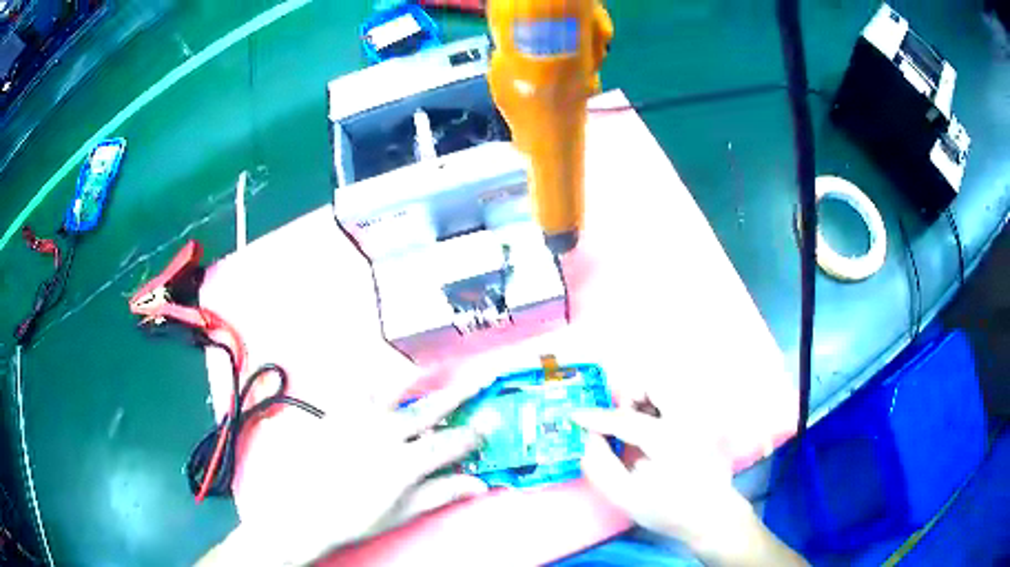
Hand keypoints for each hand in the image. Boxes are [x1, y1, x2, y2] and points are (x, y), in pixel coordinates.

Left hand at [197, 375, 490, 565]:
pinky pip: (354, 388)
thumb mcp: (403, 511)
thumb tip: (477, 485)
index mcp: (404, 462)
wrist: (304, 511)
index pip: (450, 443)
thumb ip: (441, 493)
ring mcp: (358, 420)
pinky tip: (377, 374)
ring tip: (433, 368)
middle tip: (480, 378)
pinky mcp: (336, 414)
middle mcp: (384, 434)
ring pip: (394, 390)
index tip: (488, 425)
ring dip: (418, 379)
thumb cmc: (354, 517)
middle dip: (460, 393)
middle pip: (430, 409)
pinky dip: (369, 378)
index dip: (473, 434)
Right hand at [571, 392, 806, 566]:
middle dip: (631, 396)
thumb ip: (601, 466)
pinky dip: (660, 407)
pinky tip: (654, 432)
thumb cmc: (668, 510)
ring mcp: (699, 419)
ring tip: (636, 426)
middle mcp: (687, 420)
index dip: (595, 417)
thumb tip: (589, 439)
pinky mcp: (705, 423)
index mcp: (667, 440)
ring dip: (646, 400)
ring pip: (669, 388)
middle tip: (619, 419)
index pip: (624, 419)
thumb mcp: (626, 497)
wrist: (712, 516)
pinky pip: (678, 401)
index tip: (574, 415)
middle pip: (656, 384)